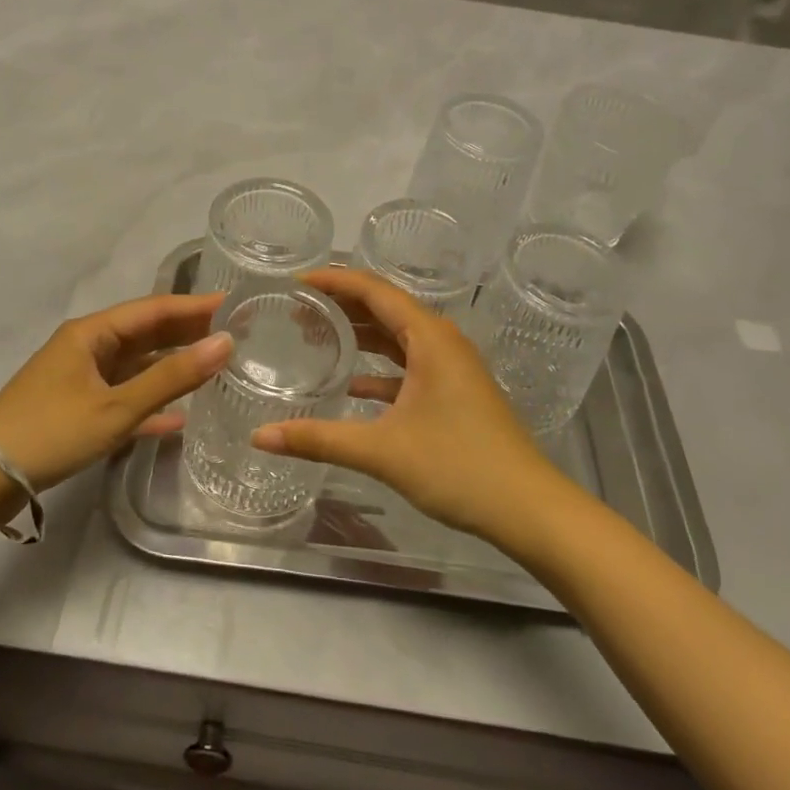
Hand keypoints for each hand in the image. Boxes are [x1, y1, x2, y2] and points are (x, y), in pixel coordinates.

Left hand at [0, 292, 231, 494]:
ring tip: (216, 367)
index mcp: (92, 333)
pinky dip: (150, 404)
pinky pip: (123, 398)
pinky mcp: (76, 411)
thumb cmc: (49, 431)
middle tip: (235, 335)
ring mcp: (80, 380)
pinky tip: (179, 418)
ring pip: (136, 366)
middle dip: (187, 333)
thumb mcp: (116, 406)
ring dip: (172, 367)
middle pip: (145, 334)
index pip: (153, 309)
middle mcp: (87, 348)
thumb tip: (224, 343)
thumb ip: (171, 377)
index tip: (234, 305)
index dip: (195, 306)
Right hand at [250, 269, 572, 544]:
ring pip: (398, 337)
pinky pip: (409, 364)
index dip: (334, 281)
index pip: (374, 290)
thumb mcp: (383, 451)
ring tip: (316, 336)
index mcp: (429, 337)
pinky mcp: (455, 392)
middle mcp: (442, 341)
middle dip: (342, 305)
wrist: (529, 508)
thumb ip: (319, 439)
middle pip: (385, 308)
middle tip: (297, 308)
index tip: (295, 281)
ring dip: (361, 334)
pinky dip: (379, 367)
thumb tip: (260, 437)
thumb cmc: (459, 466)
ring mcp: (452, 367)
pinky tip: (351, 384)